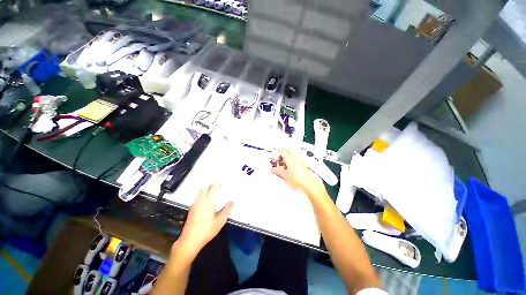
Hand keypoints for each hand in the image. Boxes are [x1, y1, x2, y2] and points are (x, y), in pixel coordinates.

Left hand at [175, 184, 232, 255]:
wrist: (190, 240)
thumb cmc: (207, 230)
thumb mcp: (220, 221)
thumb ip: (227, 209)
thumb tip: (232, 201)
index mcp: (208, 201)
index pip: (213, 188)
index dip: (219, 184)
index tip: (223, 183)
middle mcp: (201, 200)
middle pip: (206, 187)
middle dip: (212, 184)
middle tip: (218, 185)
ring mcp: (195, 204)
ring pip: (200, 191)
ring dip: (206, 188)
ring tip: (212, 189)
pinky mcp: (191, 209)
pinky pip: (197, 196)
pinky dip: (201, 193)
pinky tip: (205, 199)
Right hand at [271, 149, 325, 196]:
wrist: (307, 183)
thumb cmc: (297, 178)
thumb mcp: (284, 175)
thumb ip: (277, 171)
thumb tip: (273, 169)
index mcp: (289, 158)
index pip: (282, 151)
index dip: (279, 150)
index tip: (277, 151)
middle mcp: (295, 158)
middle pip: (288, 151)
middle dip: (284, 153)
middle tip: (280, 158)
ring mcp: (300, 161)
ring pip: (293, 155)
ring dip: (288, 157)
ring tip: (285, 164)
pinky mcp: (303, 165)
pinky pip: (296, 160)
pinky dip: (293, 162)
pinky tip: (291, 168)